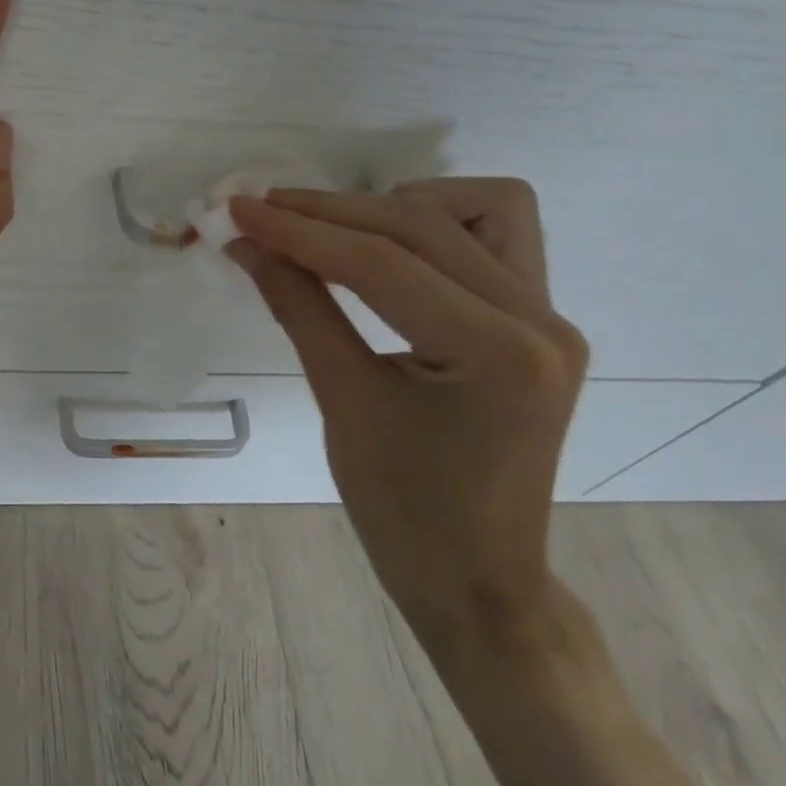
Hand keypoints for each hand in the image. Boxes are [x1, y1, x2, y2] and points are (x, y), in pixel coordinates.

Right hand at [227, 180, 587, 661]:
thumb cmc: (403, 510)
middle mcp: (540, 319)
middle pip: (421, 224)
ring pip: (474, 209)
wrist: (476, 578)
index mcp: (499, 352)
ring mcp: (548, 316)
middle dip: (331, 213)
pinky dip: (434, 227)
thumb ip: (298, 307)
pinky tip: (389, 252)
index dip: (300, 230)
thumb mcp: (342, 402)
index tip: (237, 210)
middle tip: (262, 213)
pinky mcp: (537, 320)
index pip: (382, 262)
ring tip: (336, 234)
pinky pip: (492, 236)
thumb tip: (245, 243)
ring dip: (396, 206)